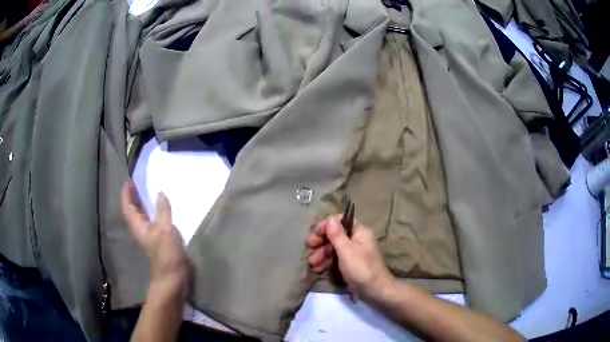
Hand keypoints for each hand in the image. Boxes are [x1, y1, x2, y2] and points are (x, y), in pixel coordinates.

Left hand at [121, 182, 191, 299]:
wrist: (174, 278)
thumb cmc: (166, 254)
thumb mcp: (165, 229)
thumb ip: (162, 210)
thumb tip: (159, 193)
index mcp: (139, 226)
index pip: (128, 207)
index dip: (127, 195)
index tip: (129, 182)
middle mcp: (142, 229)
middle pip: (134, 211)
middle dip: (135, 197)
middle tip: (140, 183)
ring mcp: (152, 235)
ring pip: (145, 216)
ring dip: (145, 204)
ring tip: (151, 191)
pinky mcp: (161, 240)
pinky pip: (156, 221)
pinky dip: (157, 212)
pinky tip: (165, 208)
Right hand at [307, 215, 397, 305]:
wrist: (376, 291)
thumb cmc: (361, 269)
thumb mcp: (346, 250)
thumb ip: (336, 234)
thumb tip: (330, 219)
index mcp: (359, 232)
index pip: (340, 221)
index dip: (326, 226)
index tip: (315, 236)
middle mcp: (358, 240)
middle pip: (336, 235)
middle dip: (322, 243)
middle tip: (309, 250)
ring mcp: (355, 253)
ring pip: (335, 249)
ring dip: (322, 255)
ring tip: (312, 265)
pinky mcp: (352, 265)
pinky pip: (338, 260)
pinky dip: (328, 263)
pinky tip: (319, 270)